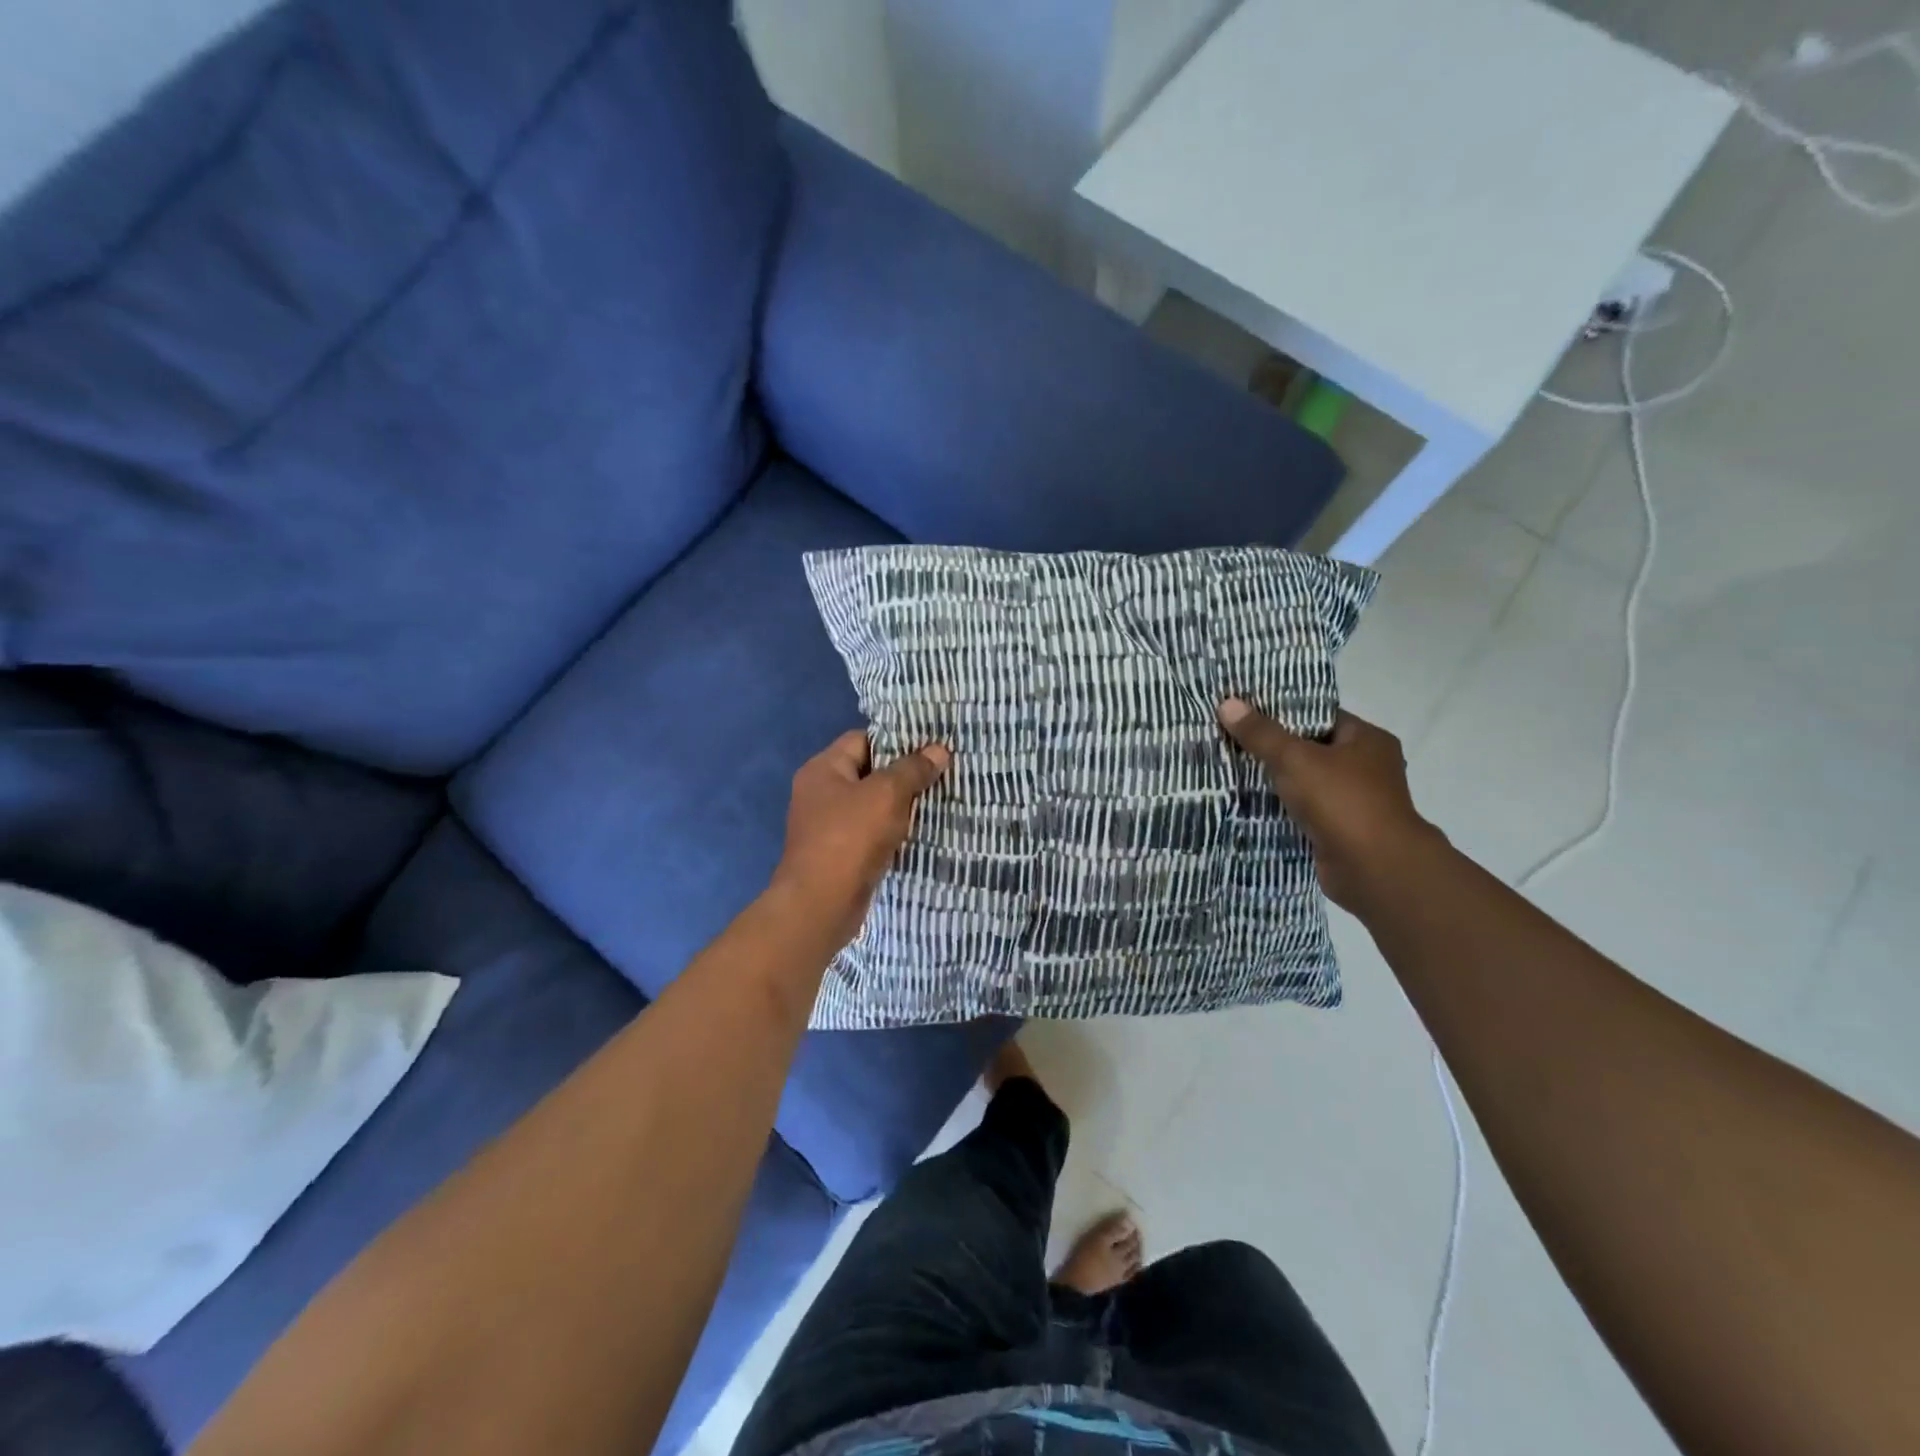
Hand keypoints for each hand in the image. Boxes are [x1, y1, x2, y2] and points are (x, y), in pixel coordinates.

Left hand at [771, 731, 950, 948]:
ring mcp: (827, 826)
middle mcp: (820, 793)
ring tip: (937, 802)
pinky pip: (870, 833)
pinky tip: (919, 834)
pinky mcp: (838, 854)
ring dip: (900, 807)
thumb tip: (939, 750)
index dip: (896, 741)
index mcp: (823, 769)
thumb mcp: (887, 795)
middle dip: (903, 775)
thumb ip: (913, 769)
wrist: (821, 904)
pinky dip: (892, 832)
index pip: (863, 739)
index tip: (930, 748)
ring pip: (871, 805)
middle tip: (941, 774)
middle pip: (868, 772)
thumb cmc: (850, 838)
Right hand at [1217, 699, 1441, 913]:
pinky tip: (1249, 805)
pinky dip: (1282, 810)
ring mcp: (1356, 802)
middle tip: (1231, 740)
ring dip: (1276, 782)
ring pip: (1306, 783)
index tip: (1245, 712)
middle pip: (1311, 749)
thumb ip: (1261, 734)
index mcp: (1367, 740)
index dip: (1283, 712)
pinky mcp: (1341, 831)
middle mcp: (1367, 768)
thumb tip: (1227, 703)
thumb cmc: (1342, 801)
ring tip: (1232, 770)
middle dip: (1273, 748)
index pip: (1320, 716)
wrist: (1374, 869)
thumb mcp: (1295, 759)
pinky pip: (1304, 812)